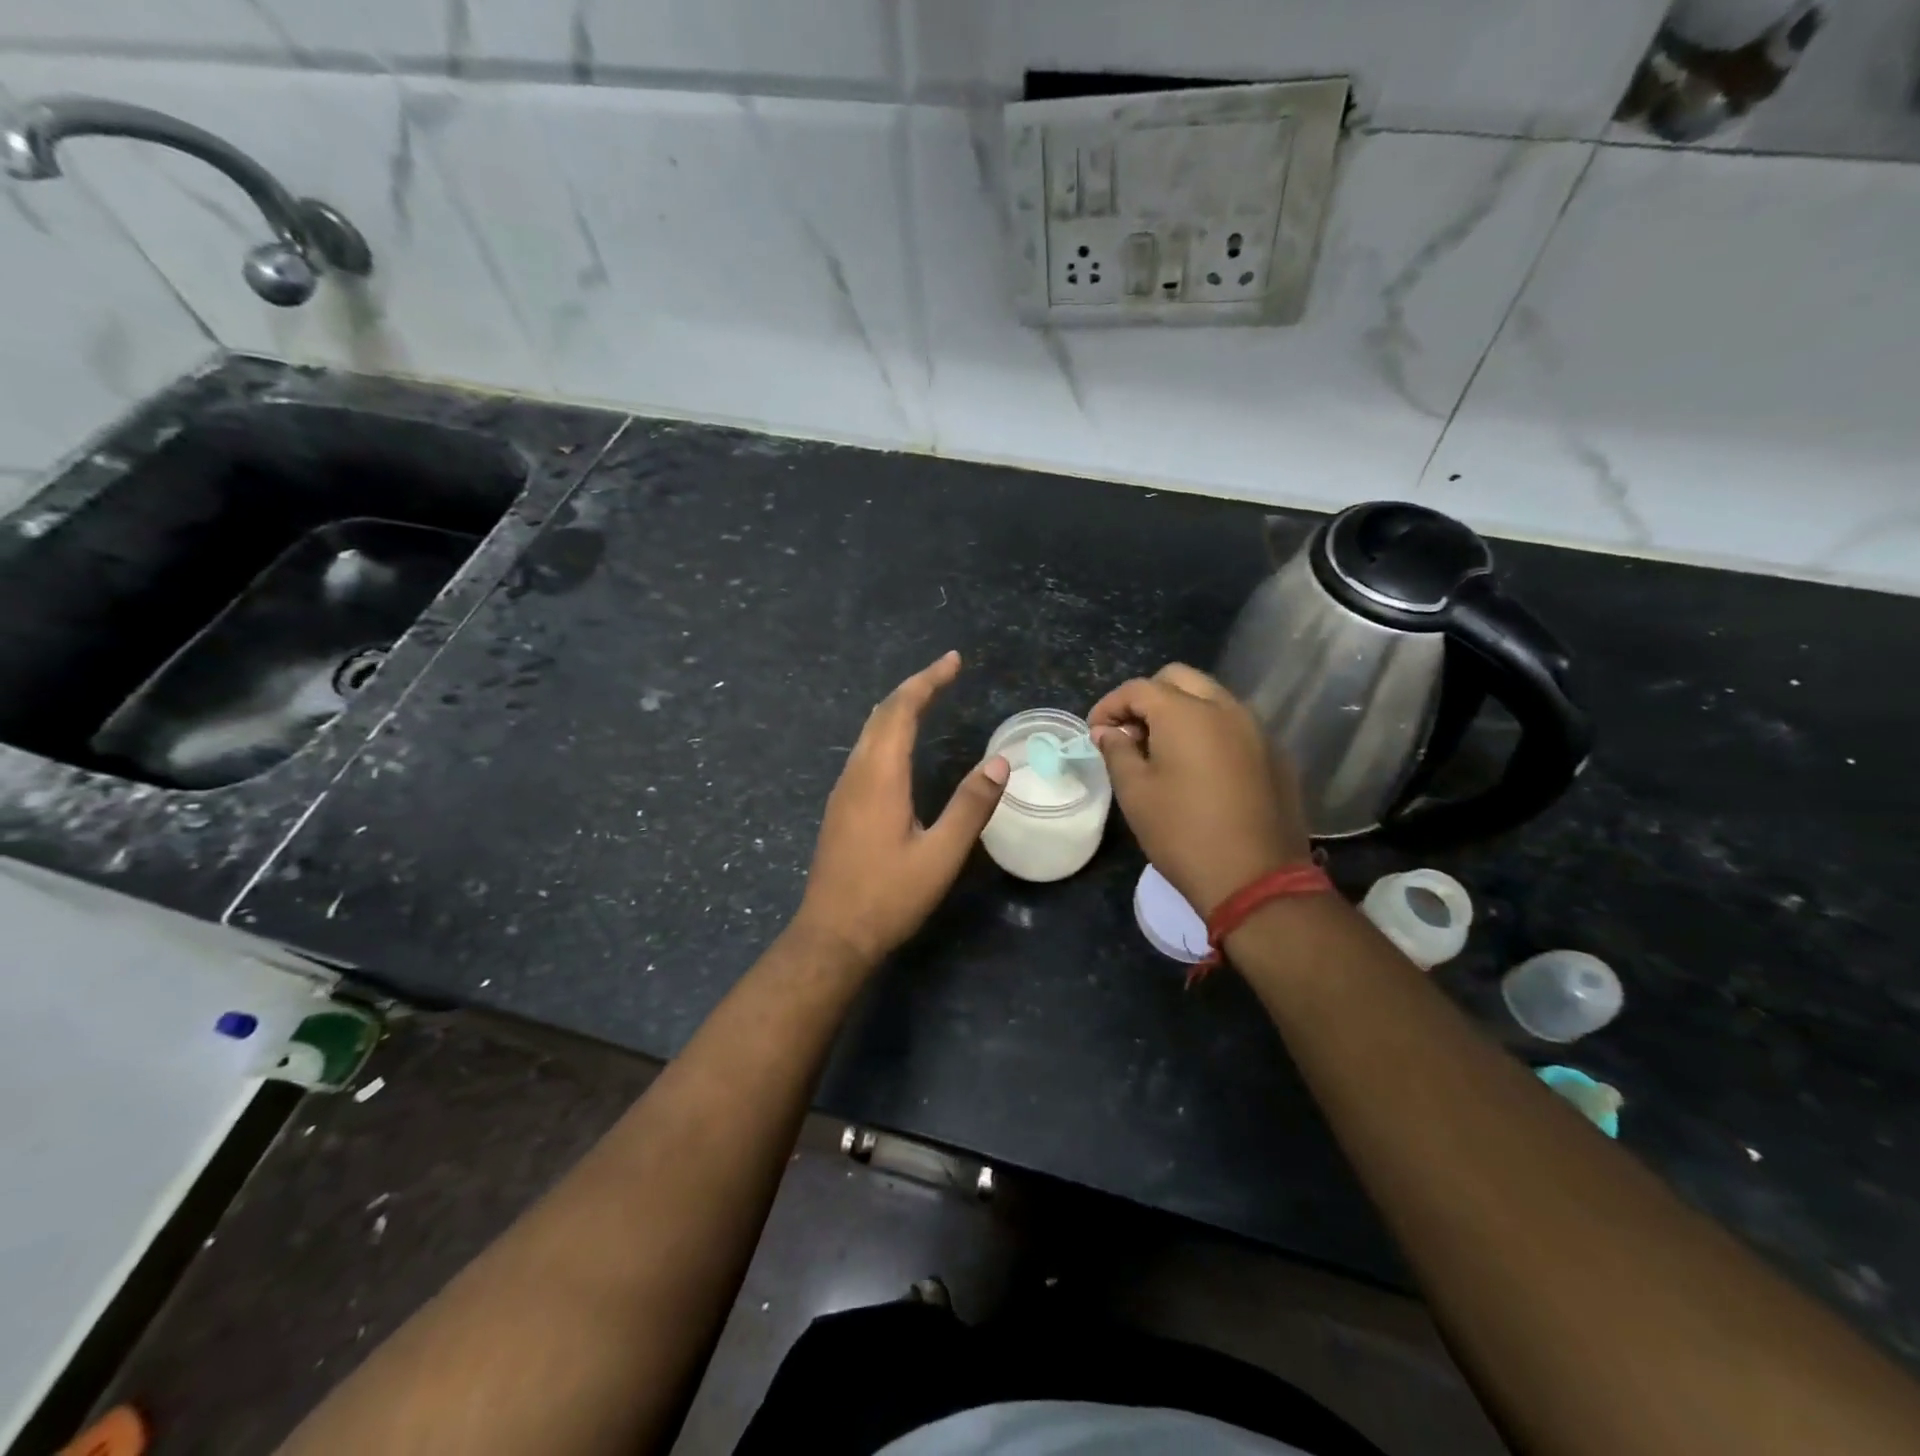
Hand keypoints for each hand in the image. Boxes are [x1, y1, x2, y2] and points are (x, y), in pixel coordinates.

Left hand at [793, 651, 1009, 967]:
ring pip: (869, 732)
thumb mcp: (940, 856)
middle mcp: (856, 774)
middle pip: (881, 714)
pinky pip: (864, 752)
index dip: (927, 681)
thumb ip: (971, 806)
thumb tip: (1000, 762)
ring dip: (898, 708)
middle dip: (914, 687)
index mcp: (880, 777)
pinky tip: (901, 744)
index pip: (902, 711)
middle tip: (946, 671)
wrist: (831, 935)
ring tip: (928, 697)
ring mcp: (843, 790)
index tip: (953, 661)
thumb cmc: (888, 897)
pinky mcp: (840, 807)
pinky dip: (887, 732)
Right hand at [1089, 663, 1310, 915]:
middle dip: (1147, 697)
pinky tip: (1198, 767)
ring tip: (1162, 749)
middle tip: (1130, 733)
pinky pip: (1235, 724)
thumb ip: (1117, 750)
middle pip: (1179, 679)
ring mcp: (1257, 728)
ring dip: (1181, 710)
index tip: (1095, 733)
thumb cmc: (1182, 832)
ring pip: (1211, 698)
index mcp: (1186, 712)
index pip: (1138, 688)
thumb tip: (1107, 731)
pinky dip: (1209, 730)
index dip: (1110, 706)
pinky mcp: (1275, 753)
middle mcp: (1225, 707)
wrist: (1256, 878)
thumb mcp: (1135, 792)